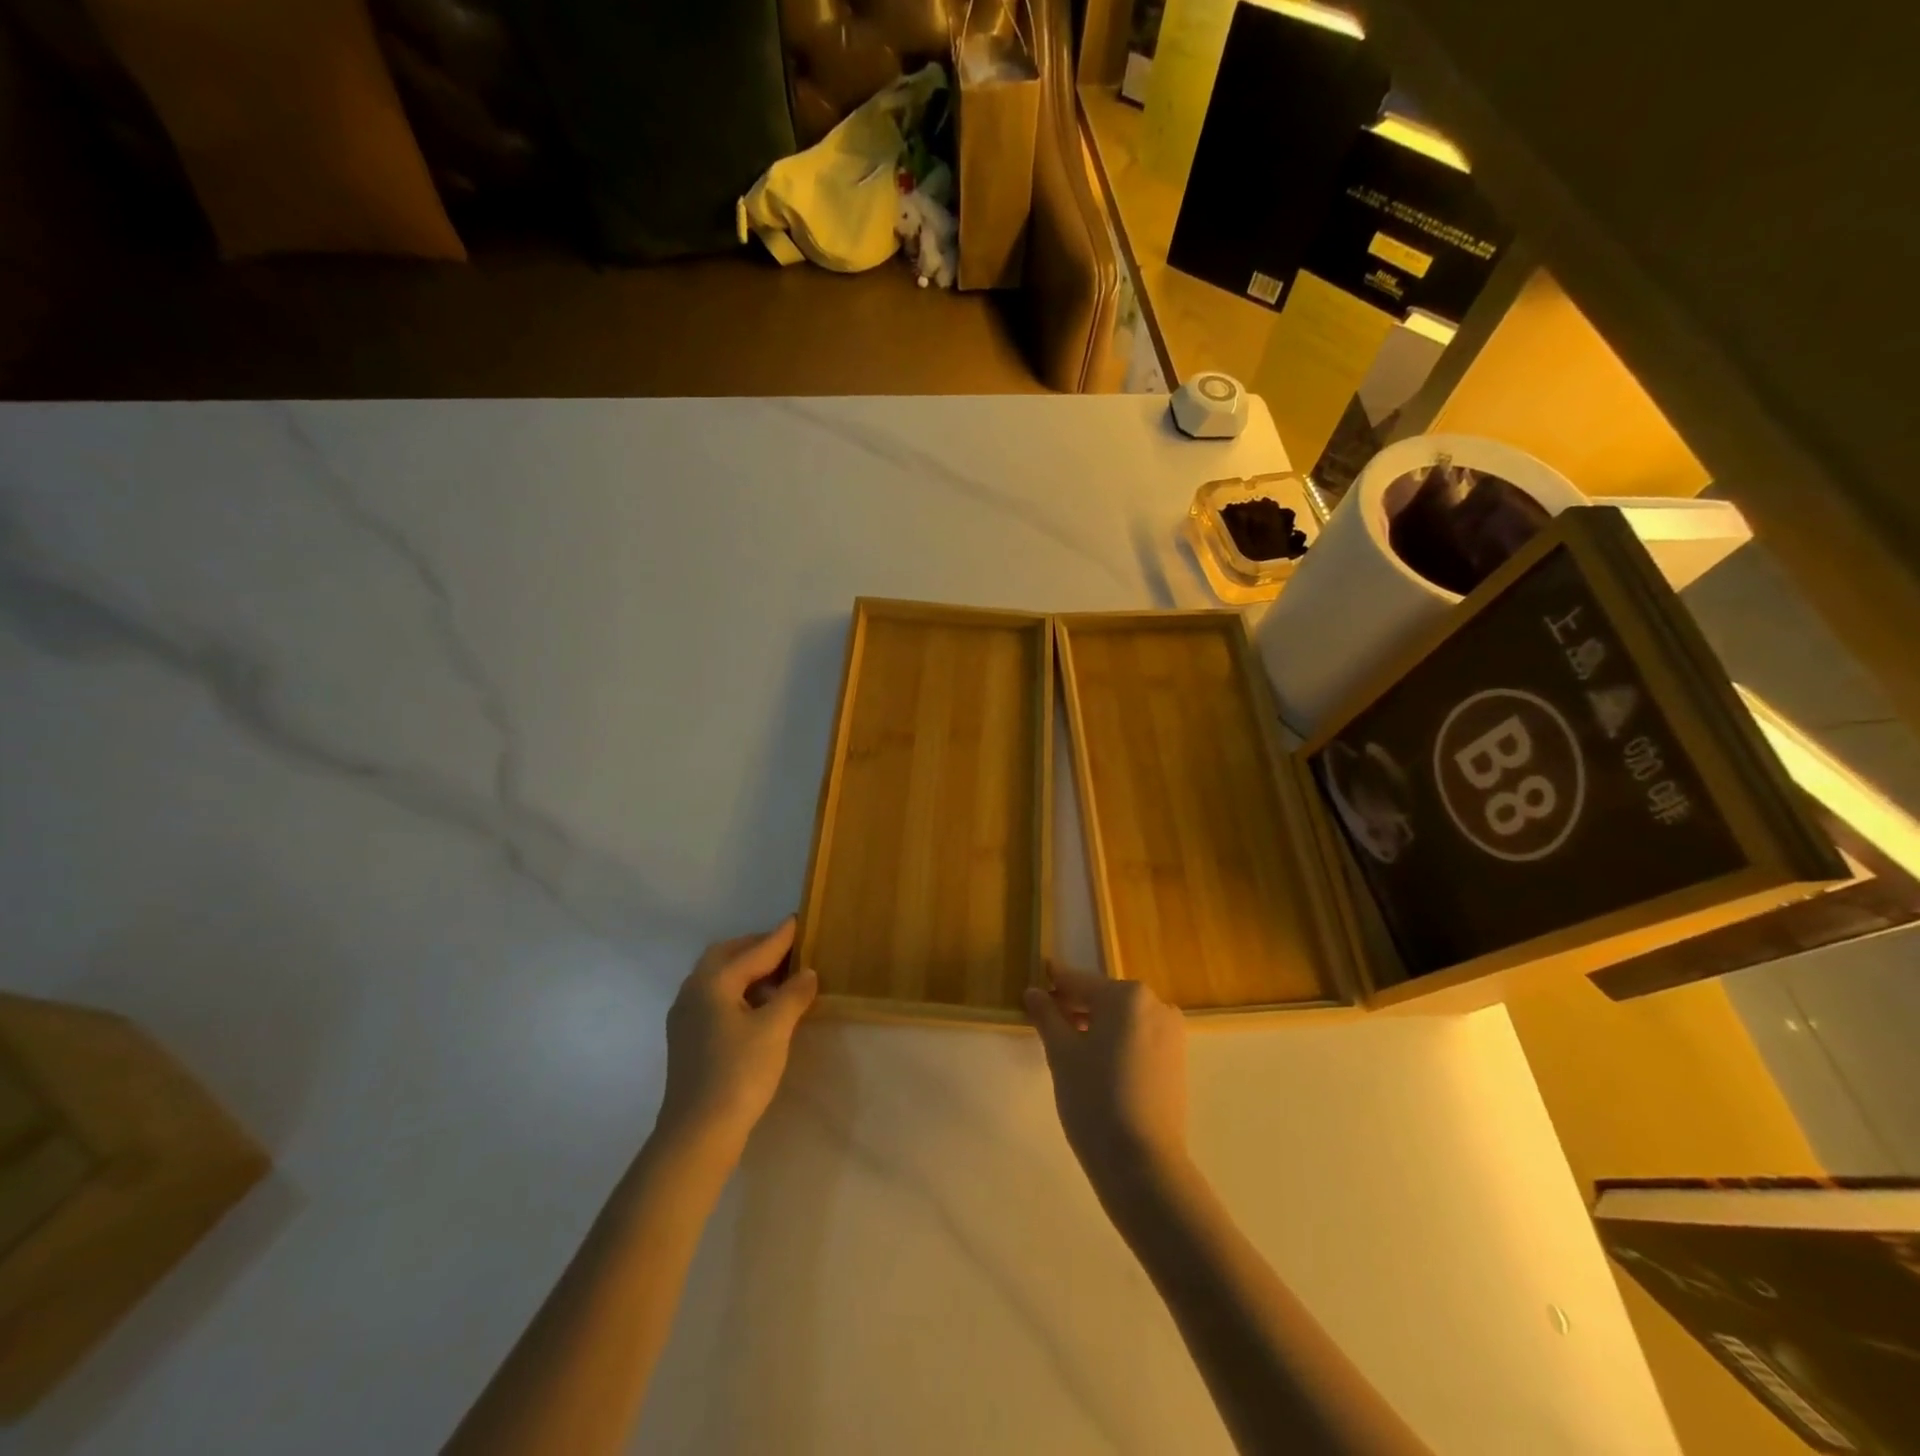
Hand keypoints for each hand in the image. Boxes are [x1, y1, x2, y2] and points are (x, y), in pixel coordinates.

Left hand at [657, 918, 817, 1157]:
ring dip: (747, 971)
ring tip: (779, 979)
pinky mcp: (687, 1039)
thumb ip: (793, 995)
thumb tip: (806, 973)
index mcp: (713, 982)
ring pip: (718, 978)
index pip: (754, 951)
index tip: (798, 920)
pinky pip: (715, 999)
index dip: (780, 937)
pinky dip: (738, 992)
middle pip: (727, 956)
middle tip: (788, 949)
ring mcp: (685, 1016)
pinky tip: (758, 1008)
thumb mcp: (775, 1029)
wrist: (697, 1134)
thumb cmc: (739, 1073)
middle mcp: (693, 991)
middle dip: (757, 949)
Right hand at [1025, 967, 1187, 1192]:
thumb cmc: (1095, 1098)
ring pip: (1122, 1019)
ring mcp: (1171, 1033)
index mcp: (1127, 995)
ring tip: (1068, 1047)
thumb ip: (1047, 1015)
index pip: (1080, 982)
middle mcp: (1155, 1004)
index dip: (1054, 984)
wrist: (1142, 1164)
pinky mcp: (1177, 1059)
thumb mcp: (1061, 1053)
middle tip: (1046, 1022)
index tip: (1035, 982)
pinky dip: (1116, 1041)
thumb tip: (1033, 991)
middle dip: (1075, 1007)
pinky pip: (1138, 1037)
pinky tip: (1096, 1063)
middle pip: (1104, 998)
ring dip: (1095, 1025)